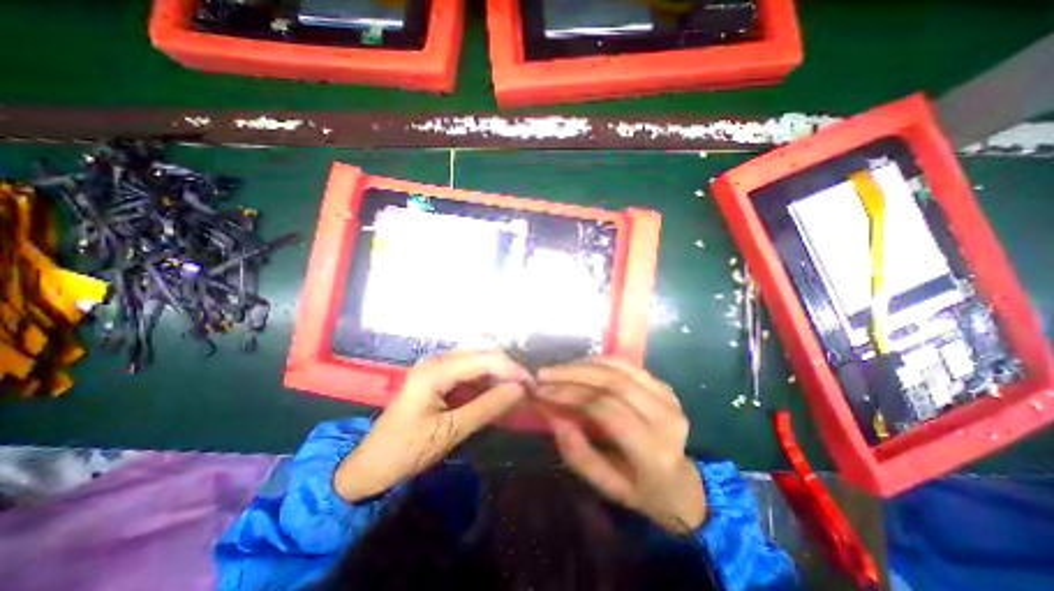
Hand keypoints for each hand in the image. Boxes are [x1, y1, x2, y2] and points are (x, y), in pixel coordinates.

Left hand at [334, 350, 532, 503]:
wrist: (371, 464)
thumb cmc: (407, 450)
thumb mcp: (450, 432)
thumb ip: (487, 407)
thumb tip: (520, 389)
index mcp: (435, 371)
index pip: (484, 359)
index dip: (511, 369)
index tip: (532, 385)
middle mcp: (437, 360)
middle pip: (482, 353)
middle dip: (507, 368)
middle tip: (526, 388)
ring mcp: (436, 365)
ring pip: (478, 359)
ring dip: (498, 372)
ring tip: (516, 390)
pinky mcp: (438, 375)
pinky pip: (469, 369)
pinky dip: (486, 379)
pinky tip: (496, 391)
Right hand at [536, 358, 707, 533]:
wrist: (682, 484)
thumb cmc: (641, 490)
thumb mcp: (605, 486)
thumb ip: (577, 452)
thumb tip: (550, 412)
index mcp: (654, 450)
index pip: (606, 410)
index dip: (570, 395)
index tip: (540, 391)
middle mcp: (666, 417)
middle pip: (612, 382)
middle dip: (572, 374)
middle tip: (543, 374)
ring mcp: (668, 396)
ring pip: (619, 367)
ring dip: (582, 364)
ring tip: (556, 369)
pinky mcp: (663, 385)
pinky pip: (626, 364)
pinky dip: (598, 361)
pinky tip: (577, 366)